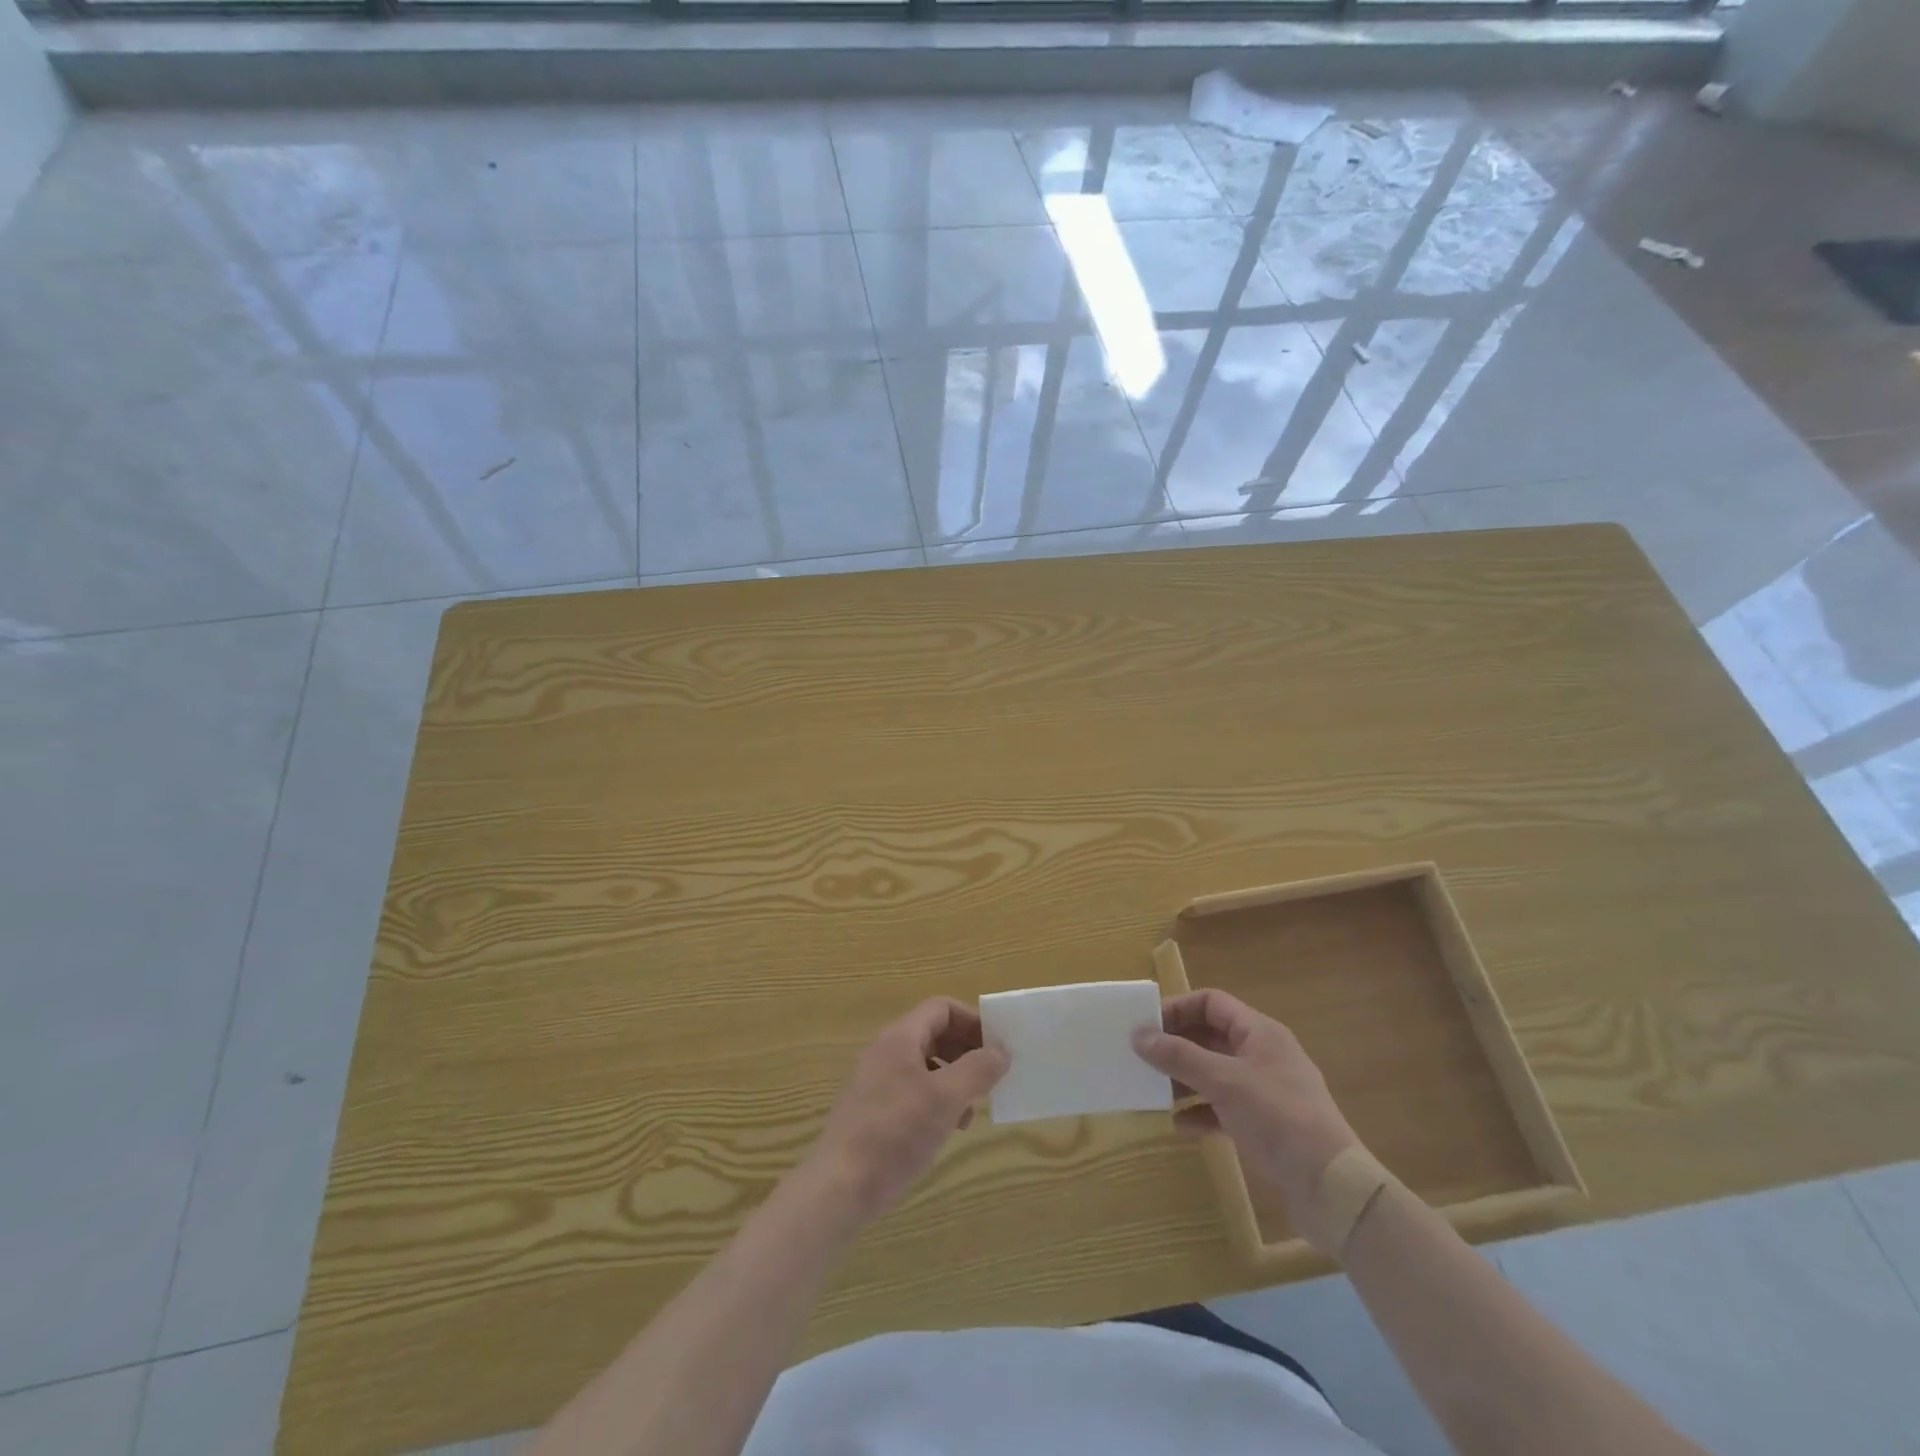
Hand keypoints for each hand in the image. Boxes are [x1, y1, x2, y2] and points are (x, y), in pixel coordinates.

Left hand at [803, 997, 1008, 1224]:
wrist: (838, 1188)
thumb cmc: (895, 1134)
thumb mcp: (946, 1099)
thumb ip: (978, 1069)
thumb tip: (1001, 1050)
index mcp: (900, 1037)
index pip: (942, 1008)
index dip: (973, 1022)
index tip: (997, 1049)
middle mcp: (885, 1051)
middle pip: (934, 1034)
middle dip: (966, 1052)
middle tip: (990, 1079)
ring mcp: (875, 1081)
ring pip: (925, 1065)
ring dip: (953, 1079)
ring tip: (971, 1111)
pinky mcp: (871, 1110)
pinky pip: (911, 1090)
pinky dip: (935, 1100)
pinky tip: (946, 1129)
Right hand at [1134, 990, 1362, 1248]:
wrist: (1331, 1186)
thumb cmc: (1277, 1116)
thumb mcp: (1223, 1081)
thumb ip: (1179, 1056)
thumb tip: (1138, 1035)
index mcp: (1259, 1032)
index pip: (1211, 1003)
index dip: (1178, 1008)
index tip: (1146, 1025)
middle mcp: (1262, 1054)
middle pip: (1210, 1037)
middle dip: (1176, 1046)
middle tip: (1142, 1058)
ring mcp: (1264, 1090)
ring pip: (1214, 1073)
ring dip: (1184, 1080)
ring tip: (1154, 1092)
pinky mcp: (1265, 1124)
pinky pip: (1223, 1107)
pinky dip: (1201, 1111)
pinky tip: (1179, 1126)